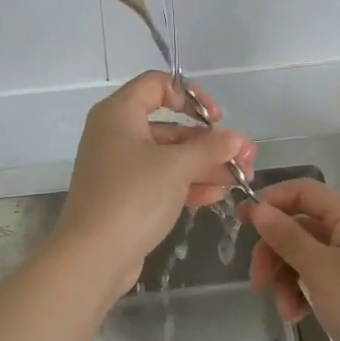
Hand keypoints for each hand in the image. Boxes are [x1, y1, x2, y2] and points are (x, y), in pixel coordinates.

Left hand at [53, 72, 256, 296]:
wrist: (94, 256)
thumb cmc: (133, 197)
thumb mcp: (176, 167)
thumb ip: (210, 148)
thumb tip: (237, 138)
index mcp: (119, 114)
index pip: (157, 84)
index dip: (191, 95)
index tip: (216, 119)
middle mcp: (117, 134)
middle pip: (170, 125)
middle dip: (210, 141)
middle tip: (245, 156)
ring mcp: (121, 168)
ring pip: (170, 157)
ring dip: (206, 165)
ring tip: (242, 178)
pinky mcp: (126, 197)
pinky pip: (162, 181)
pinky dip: (189, 184)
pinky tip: (219, 195)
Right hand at [242, 178, 339, 340]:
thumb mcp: (320, 269)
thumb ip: (286, 236)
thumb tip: (257, 208)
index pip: (303, 191)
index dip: (270, 201)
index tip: (240, 222)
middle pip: (299, 226)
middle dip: (274, 252)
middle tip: (257, 281)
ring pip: (303, 256)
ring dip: (286, 279)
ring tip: (286, 310)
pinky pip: (316, 278)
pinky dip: (302, 293)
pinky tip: (298, 316)